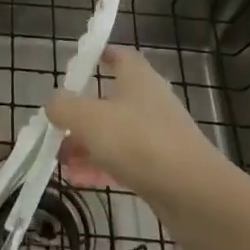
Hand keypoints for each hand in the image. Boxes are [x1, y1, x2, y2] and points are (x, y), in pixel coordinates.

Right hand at [47, 47, 230, 202]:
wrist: (195, 195)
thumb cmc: (139, 142)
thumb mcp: (88, 118)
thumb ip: (63, 106)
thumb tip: (54, 102)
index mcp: (138, 78)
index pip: (120, 55)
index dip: (100, 55)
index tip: (77, 64)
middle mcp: (150, 102)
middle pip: (112, 98)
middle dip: (82, 111)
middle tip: (57, 123)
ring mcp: (158, 136)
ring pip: (116, 133)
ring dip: (88, 143)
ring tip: (60, 159)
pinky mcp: (162, 168)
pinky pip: (125, 160)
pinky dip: (102, 166)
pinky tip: (79, 180)